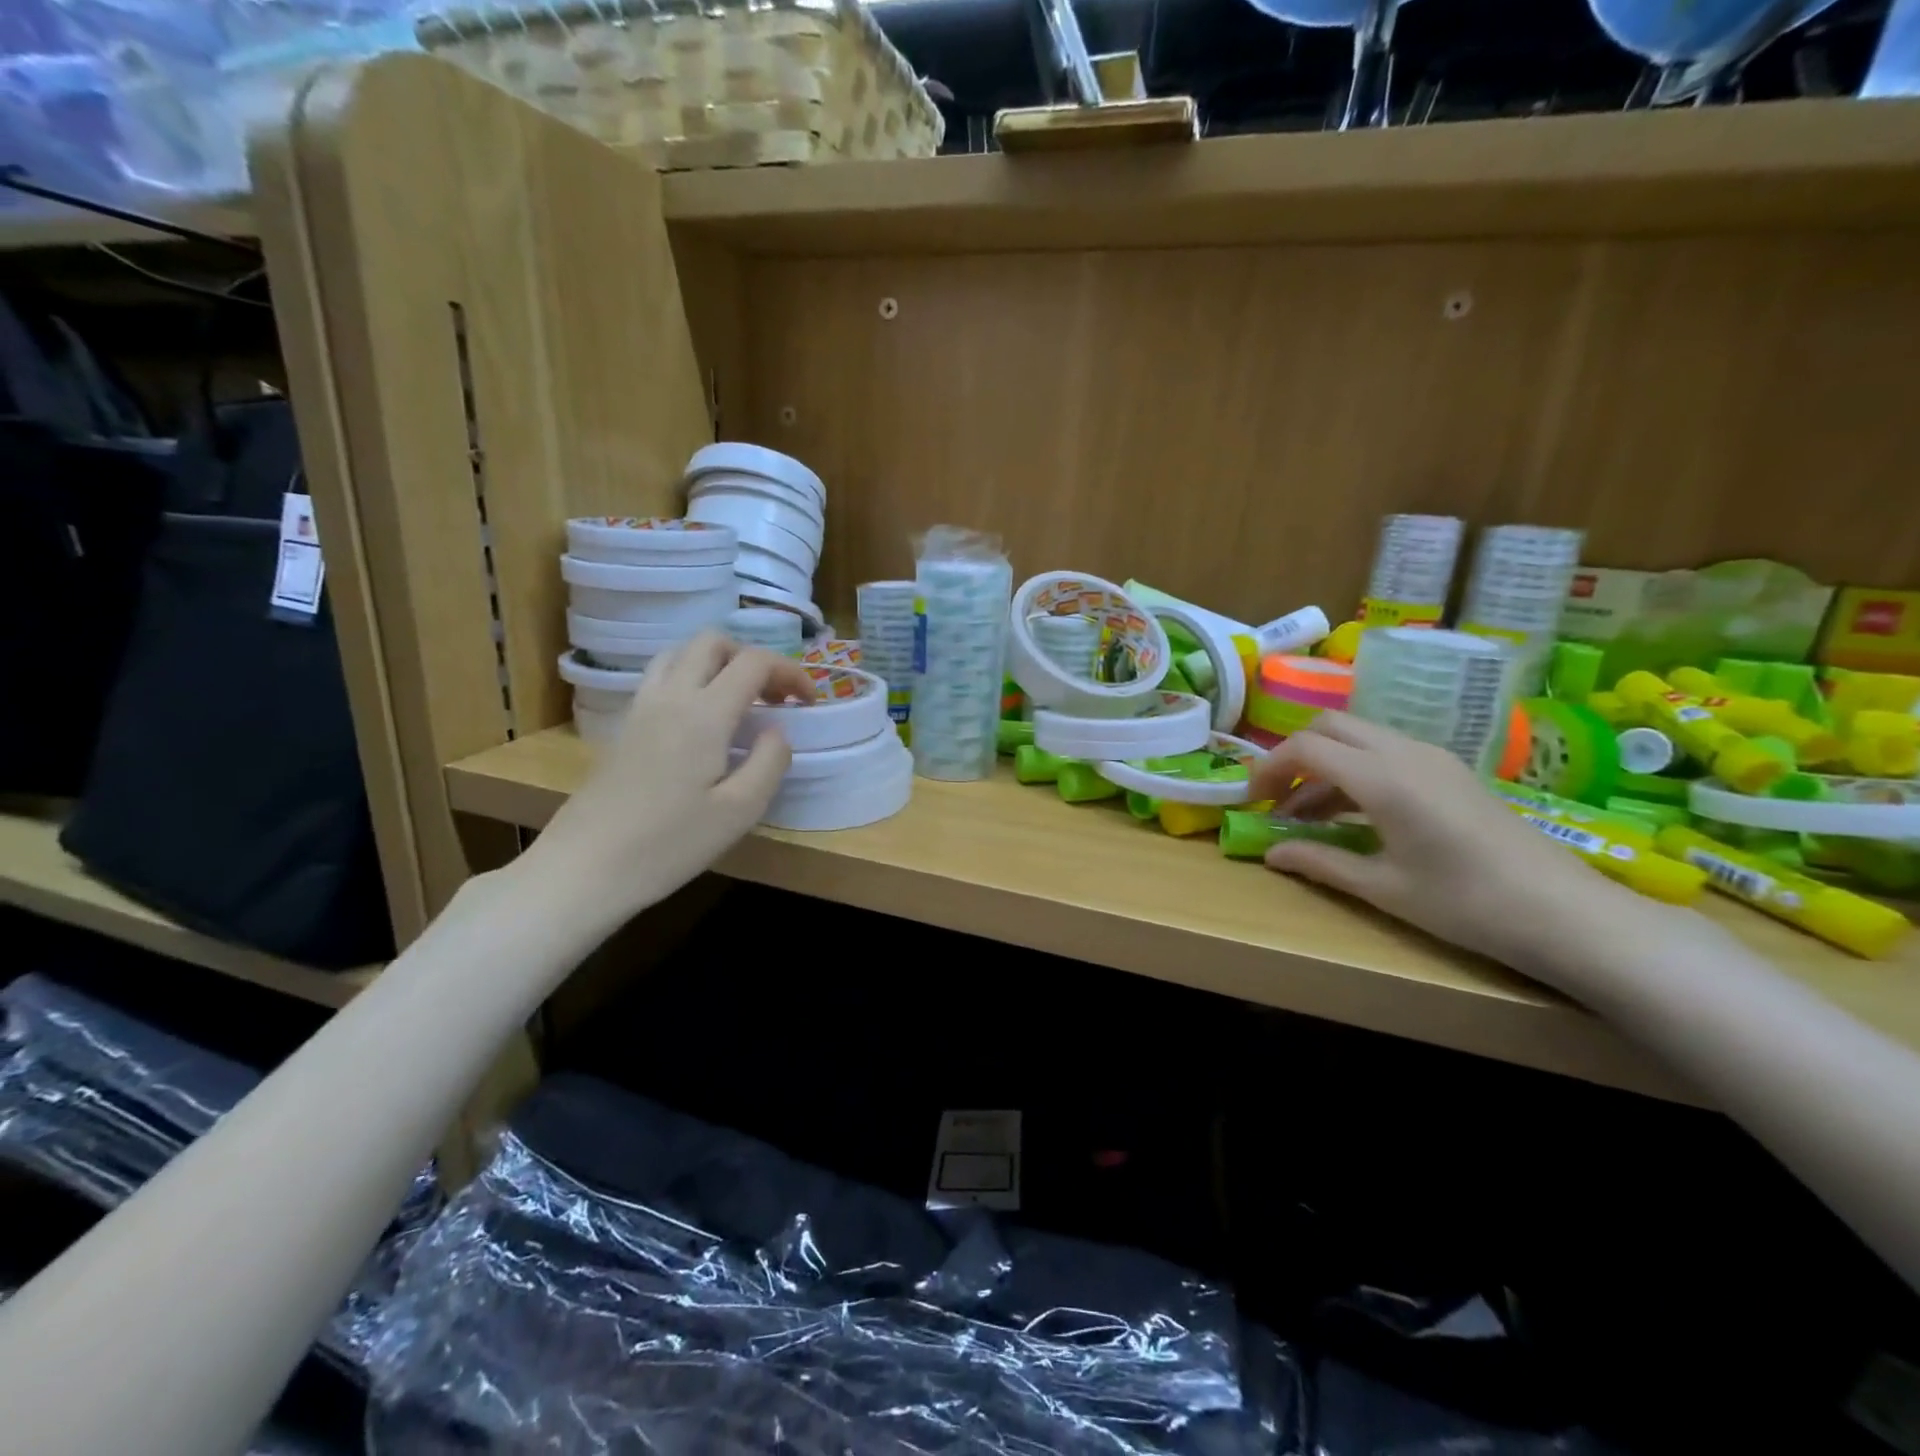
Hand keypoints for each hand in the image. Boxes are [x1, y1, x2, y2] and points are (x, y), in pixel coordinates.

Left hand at [531, 632, 815, 916]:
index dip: (790, 672)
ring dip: (718, 663)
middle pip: (712, 642)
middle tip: (774, 696)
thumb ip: (770, 761)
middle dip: (752, 657)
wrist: (586, 867)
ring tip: (740, 700)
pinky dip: (691, 678)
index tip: (809, 701)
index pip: (753, 662)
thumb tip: (777, 730)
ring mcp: (640, 708)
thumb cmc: (669, 844)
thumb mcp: (740, 811)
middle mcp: (670, 697)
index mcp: (703, 713)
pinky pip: (661, 677)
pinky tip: (703, 719)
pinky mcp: (624, 726)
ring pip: (681, 653)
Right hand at [1246, 712, 1649, 974]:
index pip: (1306, 748)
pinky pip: (1386, 753)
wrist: (1566, 914)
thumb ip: (1320, 862)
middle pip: (1330, 726)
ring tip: (1309, 816)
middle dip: (1293, 755)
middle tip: (1276, 798)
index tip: (1251, 801)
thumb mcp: (1383, 887)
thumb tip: (1270, 854)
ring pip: (1359, 737)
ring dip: (1324, 765)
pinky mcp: (1450, 771)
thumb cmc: (1466, 903)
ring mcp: (1433, 758)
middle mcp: (1405, 752)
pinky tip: (1355, 815)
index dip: (1269, 769)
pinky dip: (1355, 771)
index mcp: (1382, 778)